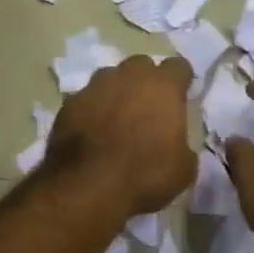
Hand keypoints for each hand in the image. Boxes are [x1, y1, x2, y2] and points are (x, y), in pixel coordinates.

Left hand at [44, 55, 196, 217]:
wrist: (87, 187)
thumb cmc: (144, 176)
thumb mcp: (183, 170)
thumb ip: (183, 145)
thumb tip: (177, 145)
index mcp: (163, 87)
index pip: (178, 66)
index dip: (181, 81)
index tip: (181, 96)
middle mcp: (129, 77)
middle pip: (141, 65)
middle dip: (146, 81)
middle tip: (147, 107)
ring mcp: (95, 86)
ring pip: (110, 77)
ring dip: (116, 91)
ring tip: (117, 117)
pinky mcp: (70, 103)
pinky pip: (86, 98)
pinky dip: (91, 109)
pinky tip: (91, 130)